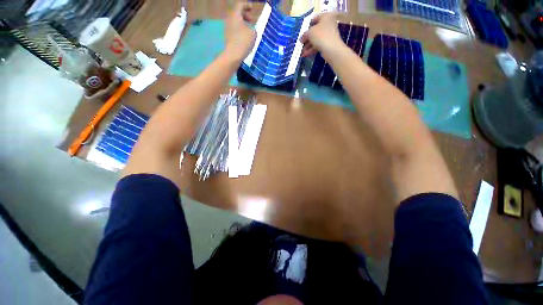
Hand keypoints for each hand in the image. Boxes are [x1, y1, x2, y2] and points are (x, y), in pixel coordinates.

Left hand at [224, 2, 256, 61]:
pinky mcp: (227, 36)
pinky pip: (234, 29)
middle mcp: (230, 20)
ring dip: (242, 23)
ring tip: (249, 29)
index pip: (240, 5)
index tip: (252, 8)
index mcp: (235, 15)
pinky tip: (245, 37)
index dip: (247, 5)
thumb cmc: (243, 42)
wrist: (233, 55)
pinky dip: (240, 30)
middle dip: (245, 15)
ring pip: (235, 22)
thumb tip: (252, 30)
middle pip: (237, 13)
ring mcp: (227, 28)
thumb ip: (254, 29)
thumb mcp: (253, 34)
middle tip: (251, 20)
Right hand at [301, 12, 343, 56]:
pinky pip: (318, 45)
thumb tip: (302, 38)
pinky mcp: (328, 43)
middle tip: (301, 43)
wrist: (331, 49)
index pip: (314, 19)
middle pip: (315, 31)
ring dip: (308, 45)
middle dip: (307, 38)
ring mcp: (328, 34)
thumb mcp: (310, 33)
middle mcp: (328, 24)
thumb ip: (304, 34)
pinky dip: (312, 49)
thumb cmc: (320, 35)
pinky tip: (305, 54)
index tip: (302, 32)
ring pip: (316, 39)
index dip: (307, 26)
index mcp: (325, 16)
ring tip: (302, 51)